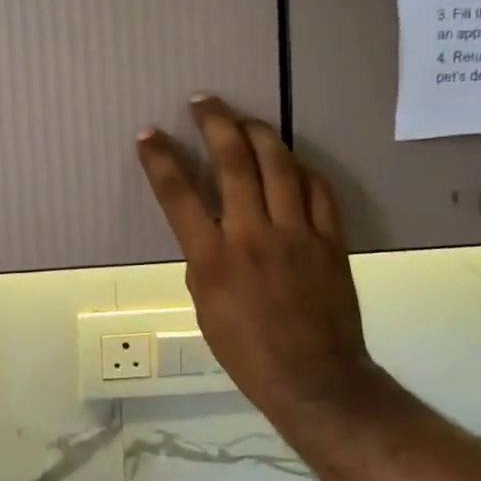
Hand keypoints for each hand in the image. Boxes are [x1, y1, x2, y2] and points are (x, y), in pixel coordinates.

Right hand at [136, 96, 376, 421]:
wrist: (315, 380)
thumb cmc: (248, 353)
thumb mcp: (205, 310)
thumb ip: (203, 261)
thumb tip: (207, 231)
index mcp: (214, 259)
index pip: (179, 195)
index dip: (160, 160)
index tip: (149, 135)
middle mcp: (253, 236)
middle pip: (234, 163)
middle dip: (214, 123)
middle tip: (203, 101)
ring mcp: (297, 234)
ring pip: (280, 165)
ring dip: (258, 133)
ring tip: (243, 119)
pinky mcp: (330, 239)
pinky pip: (318, 190)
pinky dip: (301, 170)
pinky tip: (291, 162)